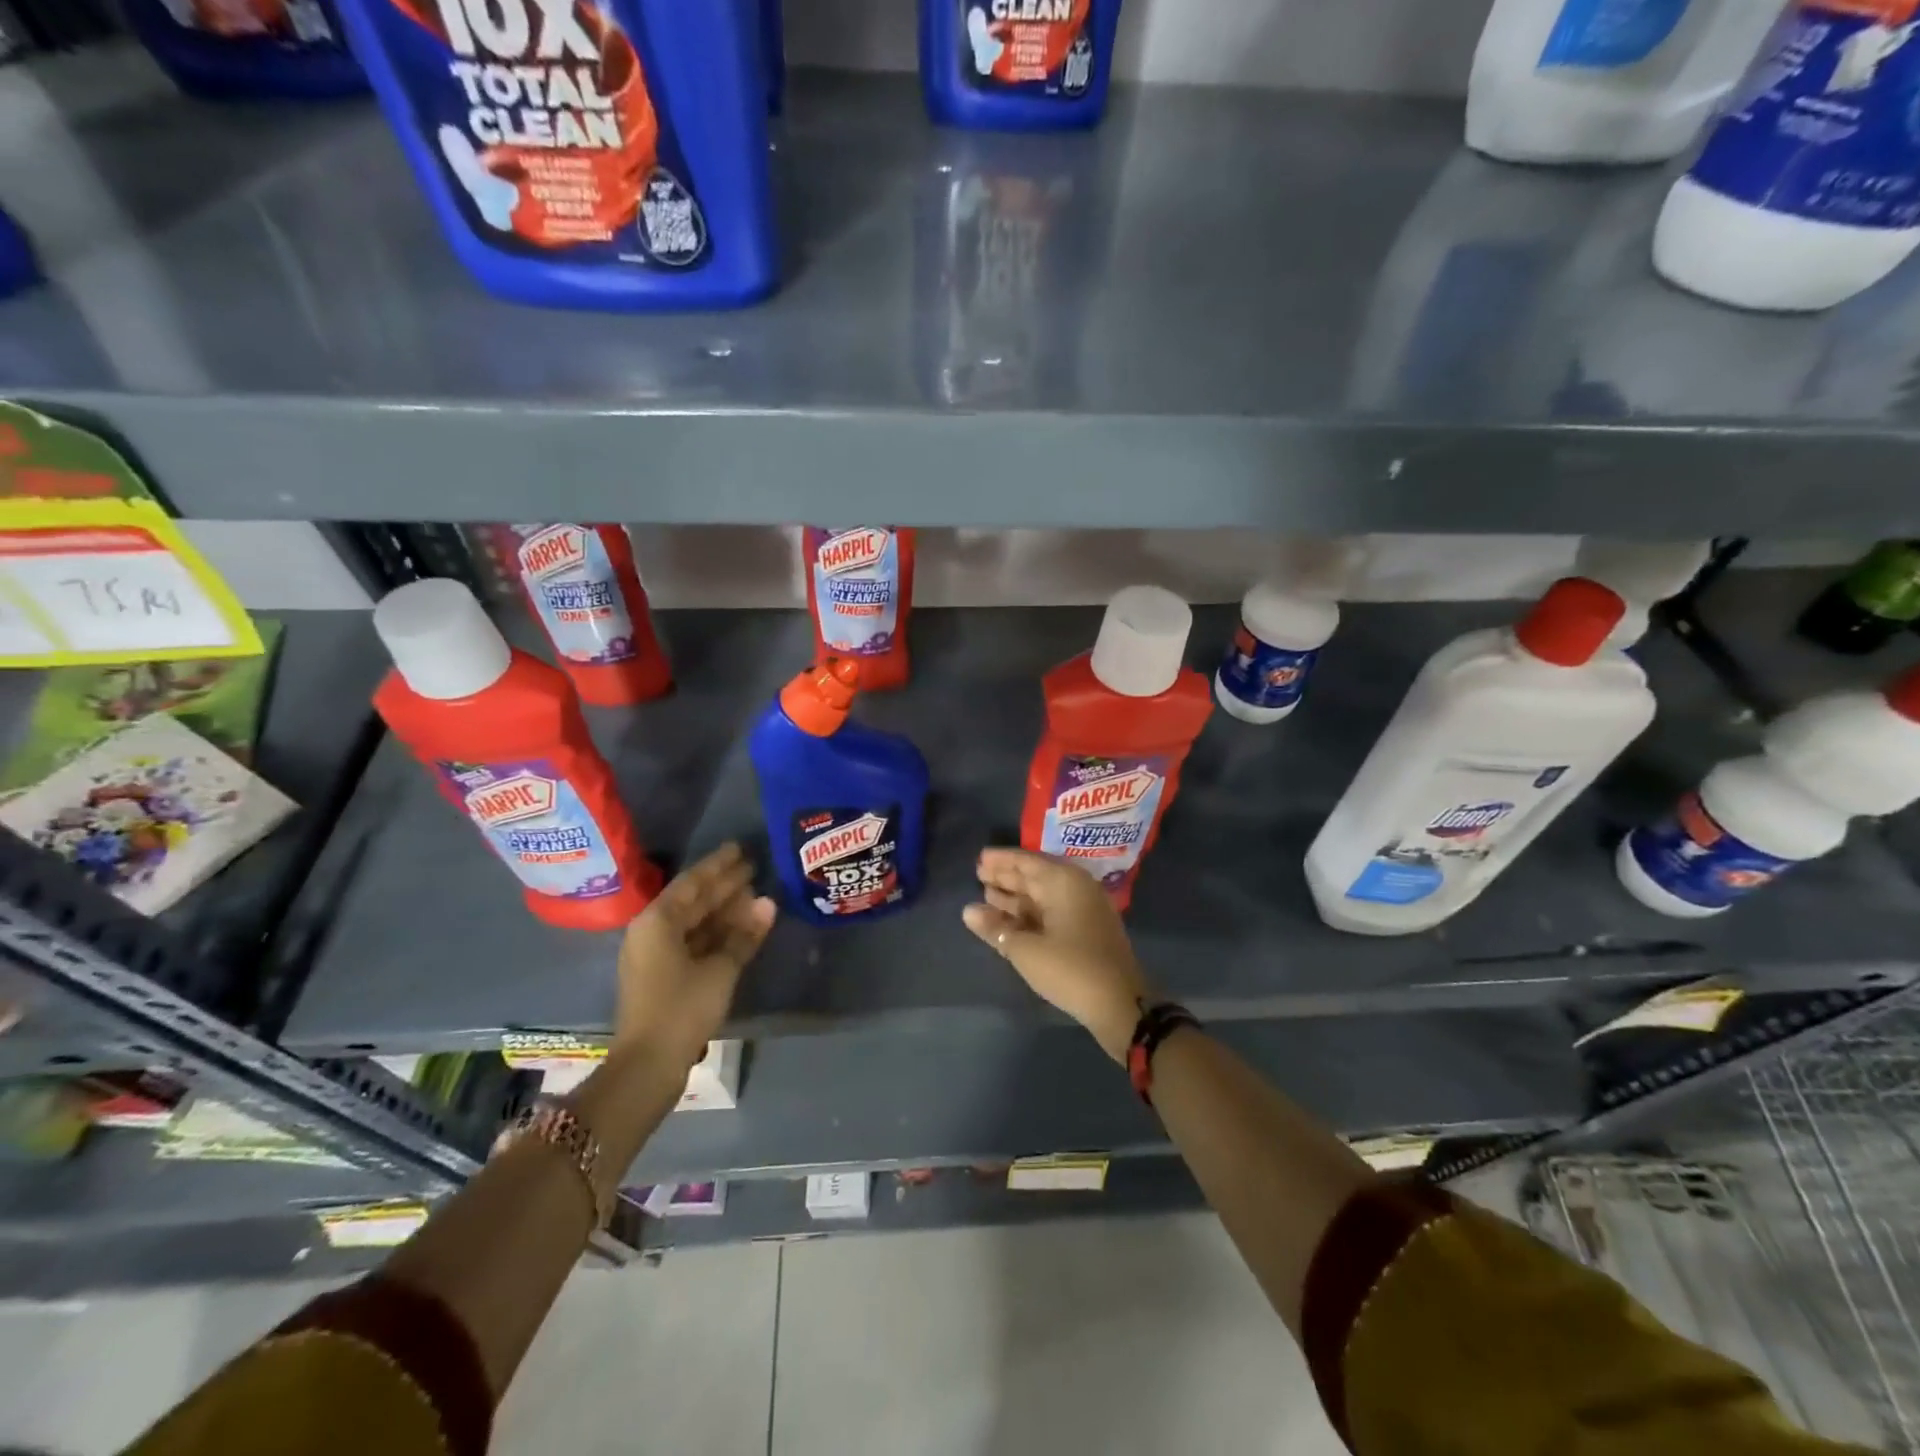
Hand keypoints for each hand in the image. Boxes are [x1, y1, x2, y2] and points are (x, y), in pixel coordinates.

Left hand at [614, 843, 775, 1070]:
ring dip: (723, 910)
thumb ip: (744, 935)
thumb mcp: (720, 970)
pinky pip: (693, 941)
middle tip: (755, 867)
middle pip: (692, 900)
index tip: (741, 848)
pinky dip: (717, 933)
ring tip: (755, 894)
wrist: (647, 1065)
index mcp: (657, 921)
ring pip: (694, 922)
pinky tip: (742, 928)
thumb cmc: (681, 1009)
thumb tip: (769, 903)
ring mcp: (655, 954)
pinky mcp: (663, 975)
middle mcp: (652, 931)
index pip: (693, 882)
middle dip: (724, 885)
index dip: (719, 865)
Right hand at [962, 848, 1151, 1062]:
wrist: (1121, 1005)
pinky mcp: (1087, 931)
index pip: (1026, 861)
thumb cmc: (1070, 969)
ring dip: (1016, 897)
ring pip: (1043, 896)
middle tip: (978, 874)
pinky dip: (1029, 914)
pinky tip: (1009, 921)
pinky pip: (1052, 912)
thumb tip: (968, 911)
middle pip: (1035, 876)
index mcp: (1064, 882)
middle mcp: (1076, 888)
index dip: (1001, 860)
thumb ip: (995, 928)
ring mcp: (1084, 910)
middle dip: (1007, 877)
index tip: (979, 859)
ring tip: (986, 895)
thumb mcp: (1026, 950)